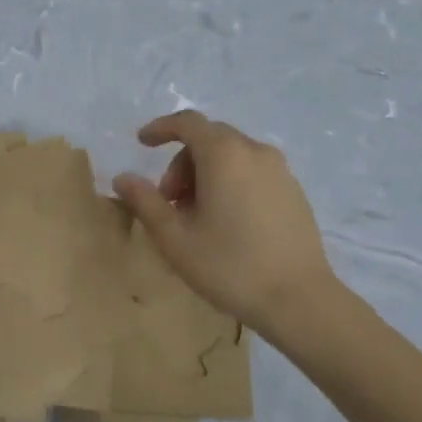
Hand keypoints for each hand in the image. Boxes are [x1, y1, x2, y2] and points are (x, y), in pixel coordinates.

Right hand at [111, 111, 335, 334]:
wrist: (299, 299)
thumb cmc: (230, 266)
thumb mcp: (175, 239)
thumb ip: (146, 202)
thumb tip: (123, 178)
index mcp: (224, 154)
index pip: (188, 123)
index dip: (161, 128)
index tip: (142, 143)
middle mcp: (255, 151)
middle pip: (210, 138)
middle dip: (182, 161)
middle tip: (170, 201)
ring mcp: (280, 170)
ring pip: (233, 155)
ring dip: (207, 173)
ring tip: (198, 216)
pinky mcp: (294, 190)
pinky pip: (254, 171)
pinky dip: (232, 181)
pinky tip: (228, 222)